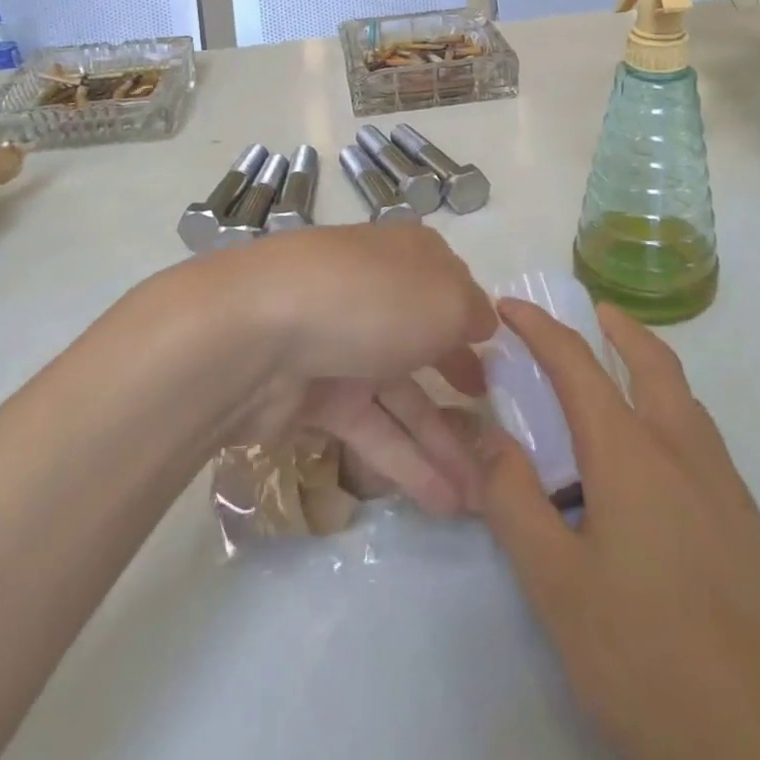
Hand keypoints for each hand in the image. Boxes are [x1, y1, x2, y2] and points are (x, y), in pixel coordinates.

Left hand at [197, 223, 496, 517]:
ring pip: (401, 396)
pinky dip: (406, 464)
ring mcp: (342, 345)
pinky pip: (371, 430)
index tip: (501, 359)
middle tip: (494, 424)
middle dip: (460, 382)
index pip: (449, 284)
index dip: (474, 320)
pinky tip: (444, 502)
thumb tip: (481, 324)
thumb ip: (473, 313)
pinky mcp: (314, 397)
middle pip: (425, 340)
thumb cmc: (371, 300)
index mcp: (406, 257)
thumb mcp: (446, 299)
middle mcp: (375, 295)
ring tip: (481, 497)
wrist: (257, 334)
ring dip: (441, 443)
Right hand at [478, 300, 759, 759]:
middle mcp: (684, 453)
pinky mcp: (750, 530)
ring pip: (686, 400)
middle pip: (653, 363)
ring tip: (620, 375)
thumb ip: (513, 499)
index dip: (541, 328)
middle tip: (593, 310)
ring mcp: (726, 490)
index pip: (578, 365)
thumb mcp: (555, 585)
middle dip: (619, 328)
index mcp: (632, 454)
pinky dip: (672, 412)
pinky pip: (703, 440)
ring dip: (651, 367)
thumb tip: (484, 435)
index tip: (511, 304)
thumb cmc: (648, 661)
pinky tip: (657, 463)